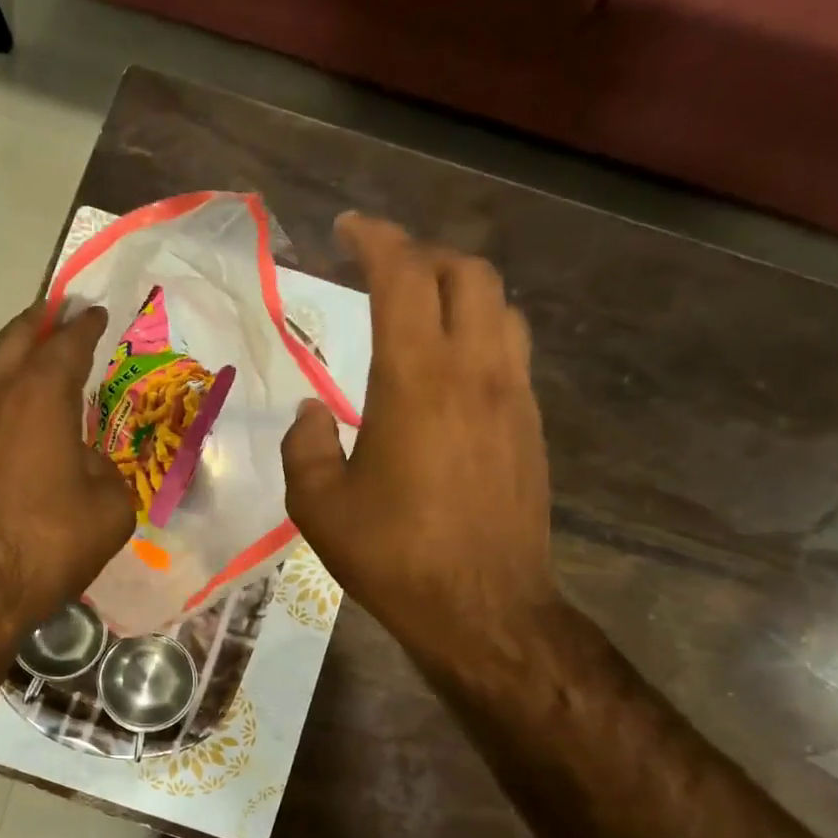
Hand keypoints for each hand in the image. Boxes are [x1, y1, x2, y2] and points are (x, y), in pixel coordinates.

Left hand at [0, 301, 133, 648]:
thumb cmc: (46, 549)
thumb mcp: (109, 512)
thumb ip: (104, 472)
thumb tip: (85, 463)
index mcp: (39, 399)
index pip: (66, 345)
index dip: (83, 326)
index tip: (92, 311)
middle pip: (14, 342)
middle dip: (38, 322)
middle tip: (53, 311)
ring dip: (9, 378)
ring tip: (28, 392)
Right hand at [282, 214, 559, 667]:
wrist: (482, 608)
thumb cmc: (393, 556)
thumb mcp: (319, 506)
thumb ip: (306, 445)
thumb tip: (312, 413)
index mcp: (415, 379)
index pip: (403, 276)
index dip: (375, 239)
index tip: (347, 229)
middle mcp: (474, 370)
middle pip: (466, 272)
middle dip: (422, 255)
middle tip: (383, 271)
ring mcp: (513, 396)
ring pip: (500, 306)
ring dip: (460, 289)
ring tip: (422, 310)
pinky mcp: (531, 426)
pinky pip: (511, 351)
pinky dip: (480, 332)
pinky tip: (452, 369)